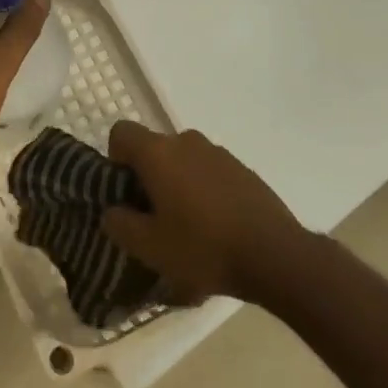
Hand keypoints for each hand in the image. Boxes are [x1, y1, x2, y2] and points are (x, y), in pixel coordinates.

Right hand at [101, 122, 305, 303]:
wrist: (275, 255)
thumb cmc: (203, 248)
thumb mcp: (150, 248)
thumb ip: (120, 224)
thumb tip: (112, 211)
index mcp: (158, 152)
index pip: (122, 132)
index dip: (116, 158)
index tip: (126, 191)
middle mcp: (186, 141)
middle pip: (154, 148)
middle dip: (149, 176)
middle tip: (155, 217)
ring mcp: (218, 152)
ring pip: (183, 160)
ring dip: (178, 183)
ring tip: (189, 225)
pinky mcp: (242, 168)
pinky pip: (210, 171)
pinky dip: (205, 189)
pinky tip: (217, 226)